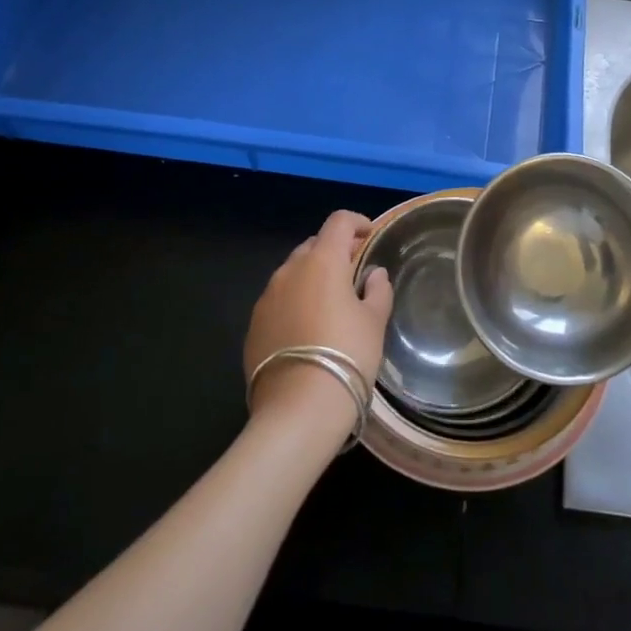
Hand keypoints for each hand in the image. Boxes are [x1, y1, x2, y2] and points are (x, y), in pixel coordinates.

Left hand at [244, 210, 393, 437]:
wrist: (298, 409)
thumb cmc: (347, 355)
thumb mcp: (374, 322)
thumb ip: (377, 291)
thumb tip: (374, 274)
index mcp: (322, 261)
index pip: (339, 222)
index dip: (357, 222)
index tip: (369, 235)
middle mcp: (289, 271)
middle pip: (313, 246)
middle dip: (333, 253)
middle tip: (353, 274)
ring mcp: (266, 298)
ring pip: (292, 274)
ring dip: (311, 279)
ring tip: (329, 304)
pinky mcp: (253, 326)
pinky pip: (277, 302)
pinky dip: (294, 304)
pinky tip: (307, 331)